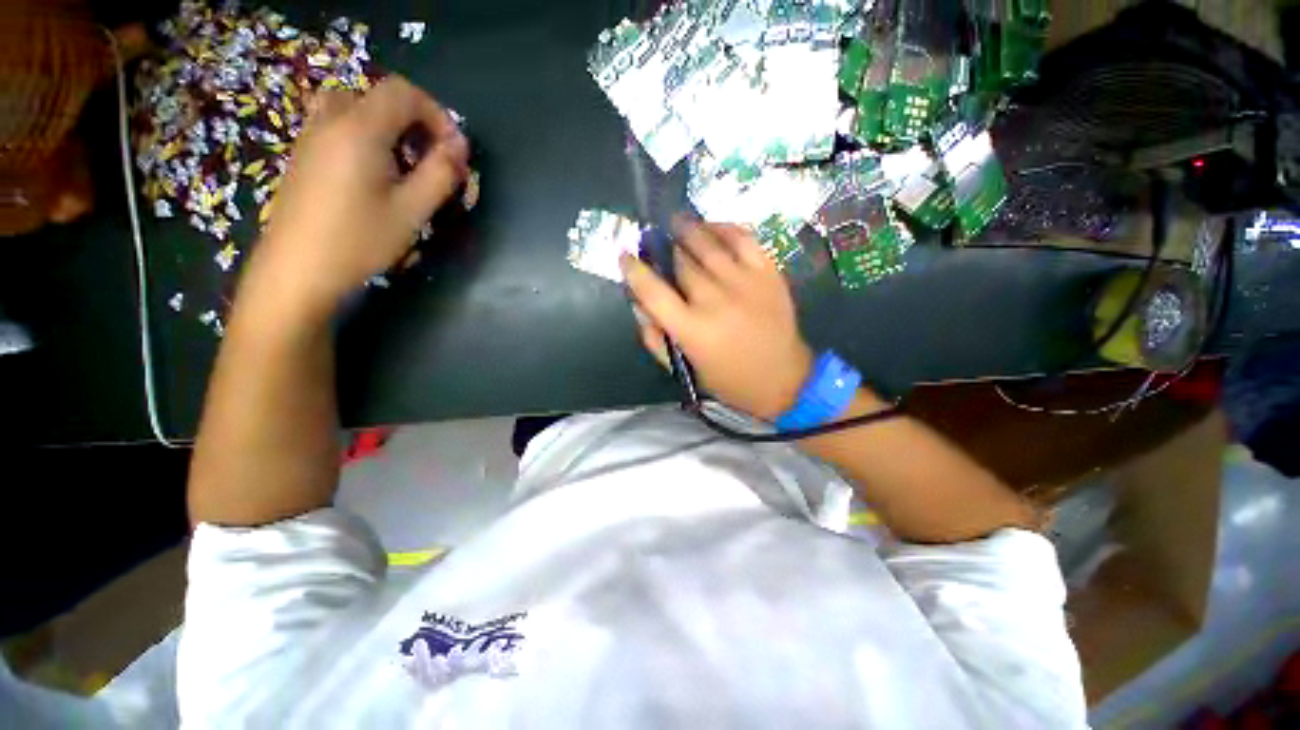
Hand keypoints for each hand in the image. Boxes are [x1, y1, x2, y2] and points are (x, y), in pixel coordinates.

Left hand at [250, 75, 468, 318]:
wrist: (297, 269)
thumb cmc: (359, 240)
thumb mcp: (412, 211)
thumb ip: (440, 174)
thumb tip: (459, 148)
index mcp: (359, 129)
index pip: (403, 93)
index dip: (436, 114)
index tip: (454, 150)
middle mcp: (331, 121)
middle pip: (378, 96)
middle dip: (413, 120)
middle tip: (431, 158)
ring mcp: (311, 136)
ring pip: (355, 108)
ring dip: (388, 127)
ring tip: (404, 164)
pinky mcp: (304, 155)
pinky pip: (337, 125)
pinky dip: (364, 135)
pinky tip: (374, 173)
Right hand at [621, 220, 814, 420]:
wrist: (783, 378)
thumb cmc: (729, 380)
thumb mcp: (685, 370)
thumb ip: (656, 340)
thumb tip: (639, 305)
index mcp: (691, 330)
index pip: (653, 291)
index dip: (634, 270)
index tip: (625, 256)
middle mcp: (715, 300)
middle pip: (680, 262)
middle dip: (662, 248)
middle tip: (655, 240)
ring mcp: (744, 282)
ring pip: (708, 244)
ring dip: (687, 229)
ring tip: (675, 220)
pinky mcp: (768, 273)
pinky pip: (743, 238)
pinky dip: (724, 228)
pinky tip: (712, 226)